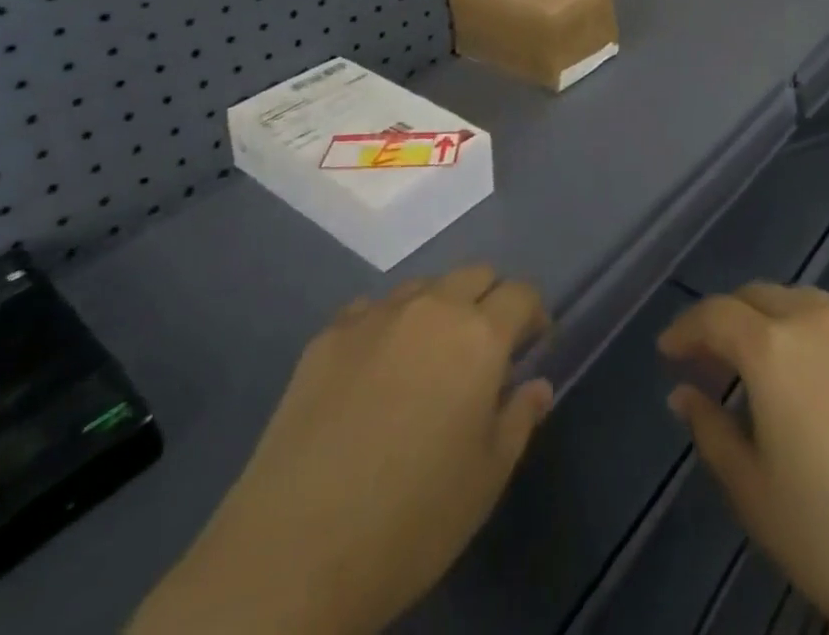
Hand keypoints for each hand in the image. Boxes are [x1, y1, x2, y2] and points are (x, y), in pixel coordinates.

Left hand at [129, 266, 552, 634]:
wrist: (292, 554)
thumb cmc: (410, 521)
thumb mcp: (485, 481)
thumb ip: (519, 419)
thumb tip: (536, 384)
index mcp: (479, 336)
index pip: (521, 293)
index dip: (533, 314)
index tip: (532, 345)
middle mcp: (430, 308)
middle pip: (475, 273)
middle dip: (489, 300)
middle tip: (483, 350)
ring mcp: (374, 316)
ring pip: (423, 286)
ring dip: (438, 308)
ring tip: (426, 360)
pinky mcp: (327, 336)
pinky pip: (370, 310)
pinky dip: (386, 327)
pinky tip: (373, 373)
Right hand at [659, 284, 828, 634]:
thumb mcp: (755, 493)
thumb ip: (711, 431)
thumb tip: (684, 393)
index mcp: (773, 347)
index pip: (715, 314)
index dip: (685, 329)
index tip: (667, 352)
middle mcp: (817, 321)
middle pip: (759, 296)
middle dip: (727, 319)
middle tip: (710, 358)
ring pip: (802, 304)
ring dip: (771, 321)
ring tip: (761, 365)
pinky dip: (812, 339)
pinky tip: (819, 386)